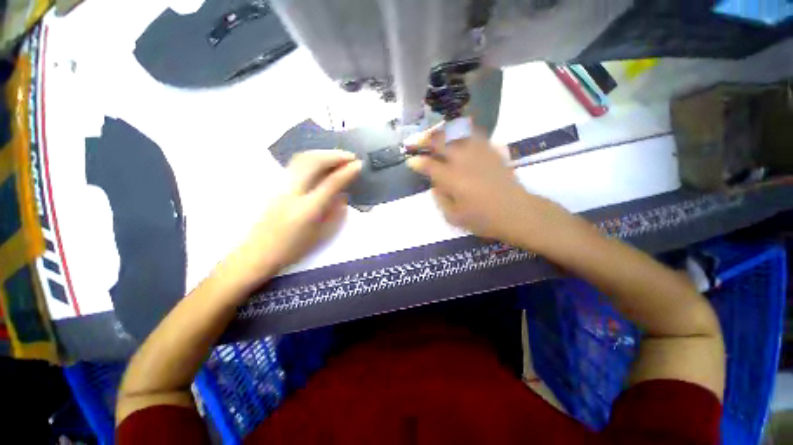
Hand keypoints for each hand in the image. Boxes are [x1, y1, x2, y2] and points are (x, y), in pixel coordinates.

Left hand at [221, 150, 361, 291]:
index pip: (331, 182)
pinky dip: (312, 157)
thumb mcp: (322, 235)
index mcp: (308, 209)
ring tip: (339, 156)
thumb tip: (344, 194)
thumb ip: (336, 213)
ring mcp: (282, 186)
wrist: (259, 252)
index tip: (360, 164)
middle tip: (351, 157)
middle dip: (335, 155)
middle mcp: (293, 192)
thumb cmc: (294, 248)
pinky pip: (296, 163)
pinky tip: (321, 162)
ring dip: (323, 153)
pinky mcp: (276, 185)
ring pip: (302, 158)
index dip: (347, 171)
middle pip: (314, 162)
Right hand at [407, 128, 564, 246]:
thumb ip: (440, 199)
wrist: (516, 212)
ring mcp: (479, 153)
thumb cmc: (483, 219)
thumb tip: (435, 185)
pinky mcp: (492, 151)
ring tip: (434, 134)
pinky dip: (462, 131)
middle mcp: (463, 161)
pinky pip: (474, 134)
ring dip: (441, 132)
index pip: (429, 165)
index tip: (410, 161)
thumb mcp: (454, 217)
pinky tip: (458, 133)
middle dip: (424, 140)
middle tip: (416, 141)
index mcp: (452, 179)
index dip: (417, 162)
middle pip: (440, 142)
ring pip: (456, 133)